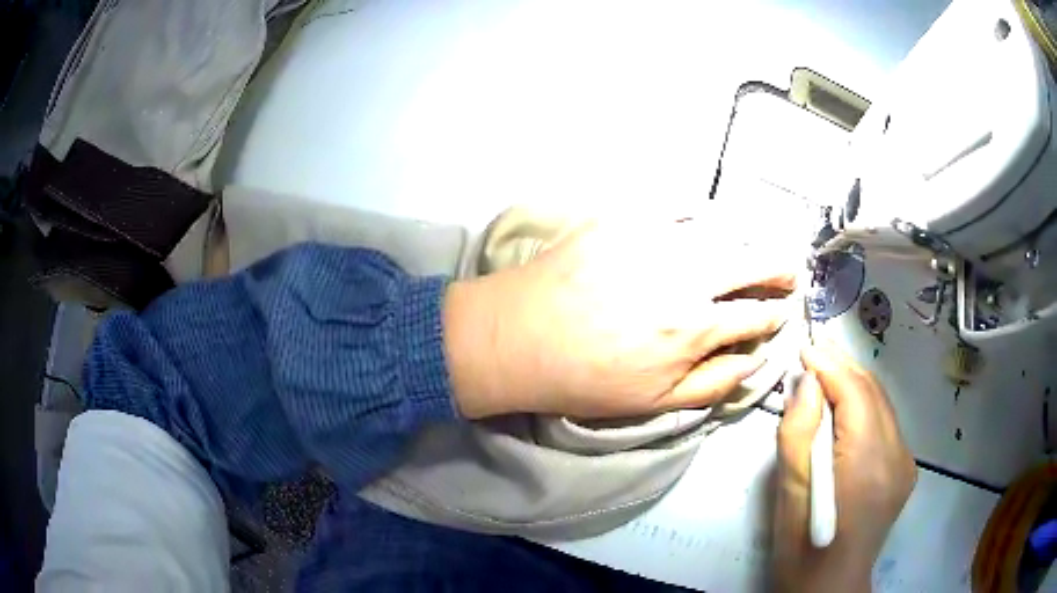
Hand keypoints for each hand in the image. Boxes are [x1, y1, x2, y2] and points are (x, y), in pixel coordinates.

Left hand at [443, 216, 797, 418]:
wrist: (518, 337)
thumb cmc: (586, 379)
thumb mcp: (655, 403)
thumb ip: (714, 382)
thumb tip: (756, 359)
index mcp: (694, 328)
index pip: (756, 314)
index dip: (775, 314)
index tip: (781, 312)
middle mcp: (685, 276)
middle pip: (752, 260)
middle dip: (780, 267)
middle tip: (789, 270)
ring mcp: (654, 238)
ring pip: (722, 229)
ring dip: (745, 239)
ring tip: (752, 247)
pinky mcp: (623, 216)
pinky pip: (675, 205)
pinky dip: (698, 214)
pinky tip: (703, 223)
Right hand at [773, 342, 916, 591]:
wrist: (830, 587)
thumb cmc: (802, 547)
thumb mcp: (789, 496)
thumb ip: (798, 434)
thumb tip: (806, 384)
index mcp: (867, 461)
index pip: (855, 393)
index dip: (830, 365)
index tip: (805, 347)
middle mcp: (896, 453)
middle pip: (873, 393)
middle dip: (843, 367)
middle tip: (815, 352)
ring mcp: (905, 462)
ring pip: (881, 405)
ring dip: (854, 385)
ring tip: (827, 373)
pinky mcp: (904, 470)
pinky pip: (886, 425)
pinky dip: (865, 408)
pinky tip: (846, 411)